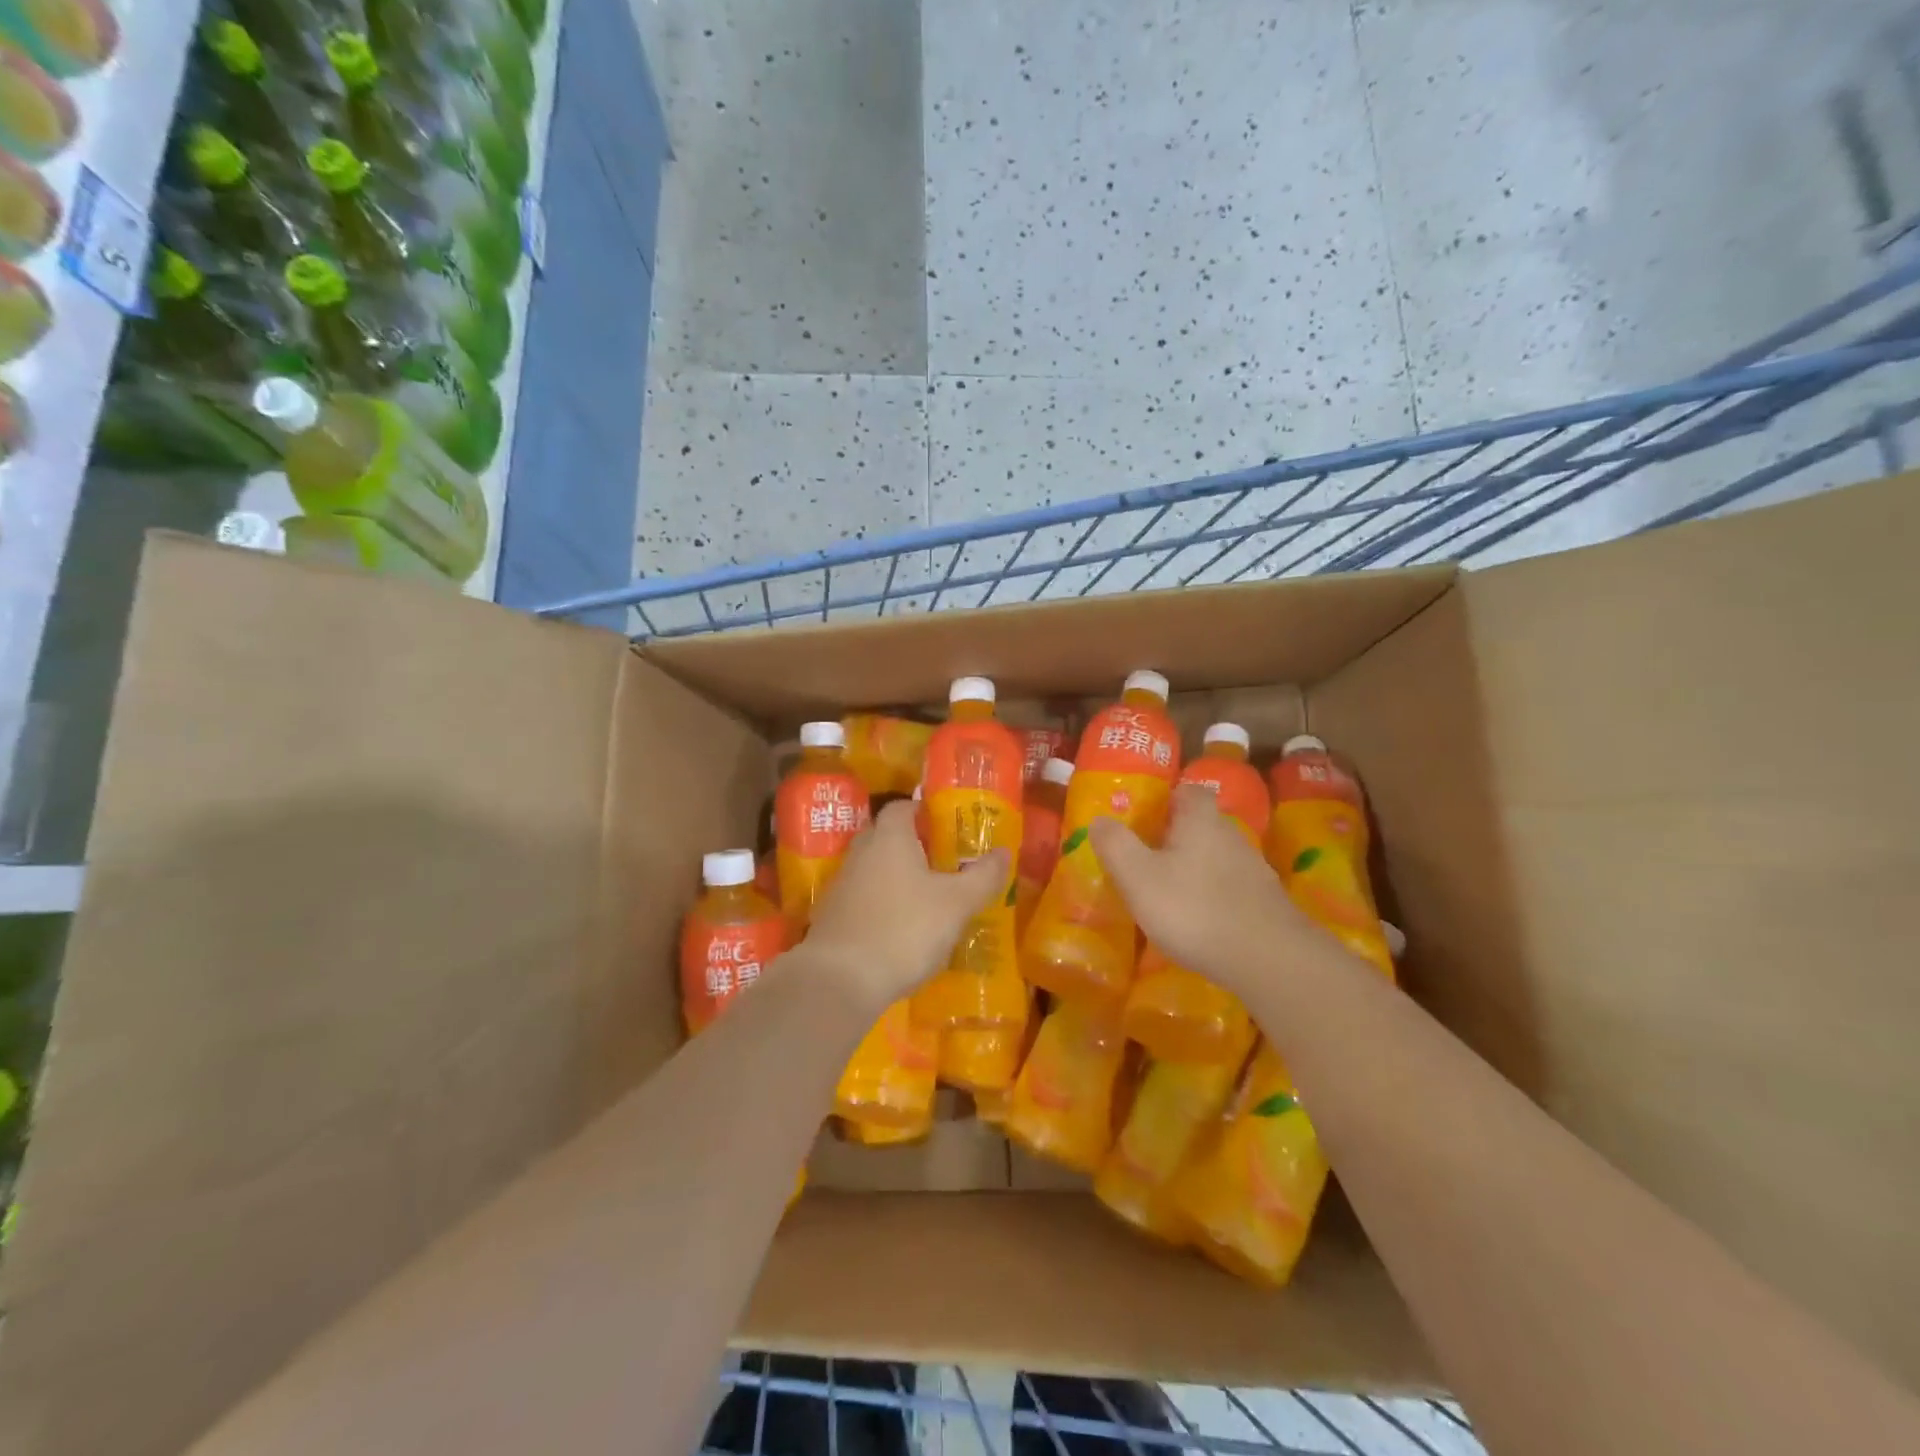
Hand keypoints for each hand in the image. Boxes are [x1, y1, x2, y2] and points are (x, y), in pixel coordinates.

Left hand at [802, 801, 1009, 1007]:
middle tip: (942, 860)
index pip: (902, 807)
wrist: (840, 980)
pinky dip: (881, 905)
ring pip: (873, 869)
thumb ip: (982, 876)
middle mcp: (861, 853)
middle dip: (911, 844)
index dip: (923, 811)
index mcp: (889, 838)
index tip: (946, 825)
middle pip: (885, 836)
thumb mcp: (956, 904)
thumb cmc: (903, 929)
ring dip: (895, 877)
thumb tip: (1003, 852)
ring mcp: (841, 886)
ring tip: (926, 897)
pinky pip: (862, 899)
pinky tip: (900, 929)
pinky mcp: (831, 918)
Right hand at [1091, 784, 1318, 995]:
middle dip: (1177, 836)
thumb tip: (1099, 819)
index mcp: (1200, 821)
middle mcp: (1231, 836)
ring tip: (1170, 893)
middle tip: (1148, 857)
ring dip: (1195, 869)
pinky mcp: (1266, 903)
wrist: (1270, 959)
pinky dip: (1214, 897)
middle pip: (1202, 824)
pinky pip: (1232, 888)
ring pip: (1217, 857)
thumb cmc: (1194, 909)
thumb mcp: (1139, 877)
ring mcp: (1254, 870)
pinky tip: (1200, 921)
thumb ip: (1116, 845)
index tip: (1145, 816)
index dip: (1167, 798)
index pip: (1188, 791)